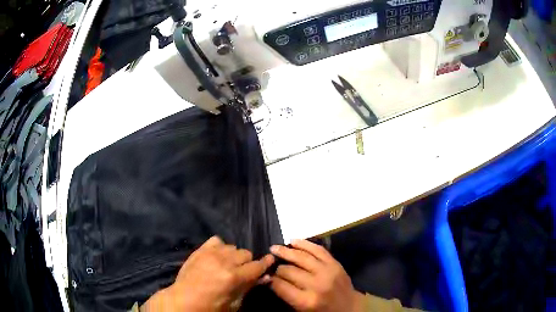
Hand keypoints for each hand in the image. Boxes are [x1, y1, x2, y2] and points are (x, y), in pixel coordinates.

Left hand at [141, 236, 274, 311]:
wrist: (183, 300)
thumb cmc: (211, 306)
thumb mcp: (234, 303)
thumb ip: (249, 288)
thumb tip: (265, 277)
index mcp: (233, 277)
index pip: (257, 266)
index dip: (266, 263)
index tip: (270, 260)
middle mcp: (224, 261)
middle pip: (246, 253)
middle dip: (248, 262)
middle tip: (242, 272)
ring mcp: (210, 253)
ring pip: (233, 246)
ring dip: (234, 256)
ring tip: (228, 265)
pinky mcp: (200, 249)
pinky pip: (217, 240)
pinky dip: (221, 247)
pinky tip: (217, 257)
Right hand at [268, 239, 365, 311]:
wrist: (349, 307)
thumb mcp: (302, 310)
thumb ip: (287, 295)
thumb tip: (269, 280)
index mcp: (307, 301)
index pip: (281, 285)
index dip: (270, 280)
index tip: (265, 276)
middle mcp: (316, 284)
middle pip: (289, 270)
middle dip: (277, 268)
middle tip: (270, 265)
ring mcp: (327, 271)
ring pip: (302, 257)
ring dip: (286, 251)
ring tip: (274, 248)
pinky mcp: (335, 263)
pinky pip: (318, 249)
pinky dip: (304, 244)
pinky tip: (293, 241)